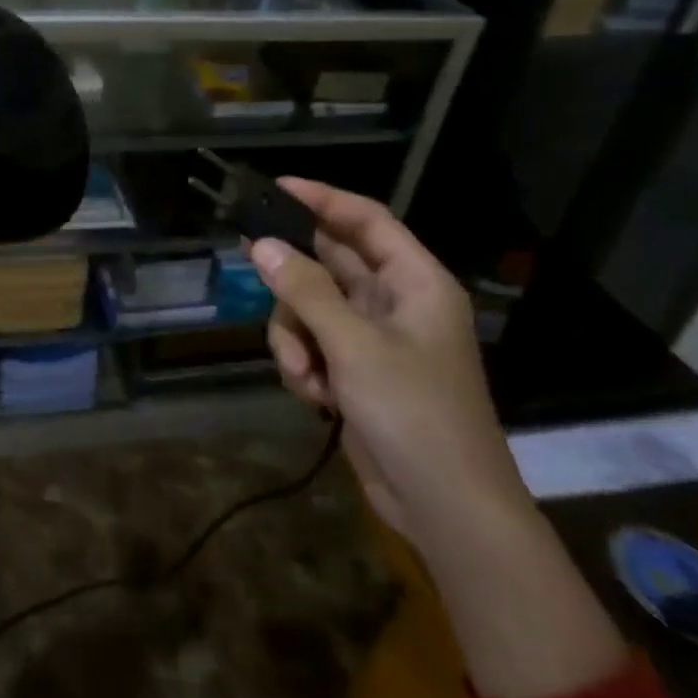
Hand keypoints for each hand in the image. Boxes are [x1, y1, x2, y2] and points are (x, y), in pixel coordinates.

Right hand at [249, 179, 527, 546]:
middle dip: (294, 278)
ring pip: (312, 309)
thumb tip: (262, 245)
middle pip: (330, 265)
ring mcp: (376, 340)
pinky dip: (304, 365)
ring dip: (295, 336)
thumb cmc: (413, 413)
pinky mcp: (358, 373)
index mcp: (416, 283)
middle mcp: (397, 303)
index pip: (367, 220)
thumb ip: (305, 291)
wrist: (447, 508)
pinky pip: (314, 346)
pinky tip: (312, 396)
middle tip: (250, 260)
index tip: (275, 188)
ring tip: (303, 373)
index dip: (322, 199)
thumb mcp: (353, 345)